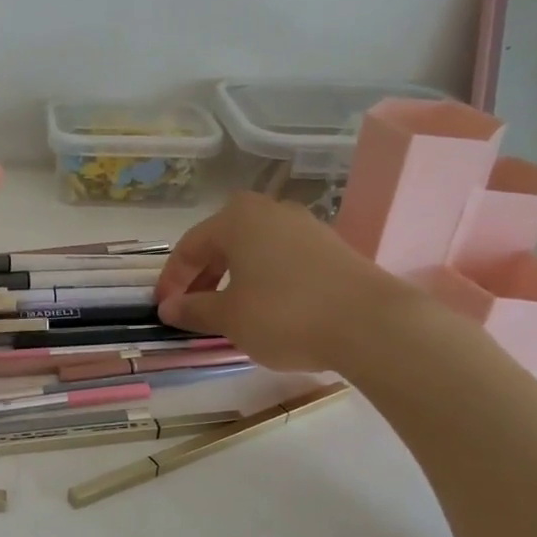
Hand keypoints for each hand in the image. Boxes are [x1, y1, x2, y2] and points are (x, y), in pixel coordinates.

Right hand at [154, 191, 416, 374]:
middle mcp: (270, 212)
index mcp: (237, 219)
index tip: (164, 310)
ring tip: (227, 311)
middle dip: (202, 277)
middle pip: (222, 243)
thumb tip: (169, 308)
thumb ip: (193, 310)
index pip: (189, 247)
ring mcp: (305, 227)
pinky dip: (263, 280)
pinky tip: (266, 308)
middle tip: (192, 309)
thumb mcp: (229, 317)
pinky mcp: (332, 248)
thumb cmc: (285, 315)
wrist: (372, 324)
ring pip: (253, 250)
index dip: (172, 280)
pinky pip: (281, 259)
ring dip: (232, 278)